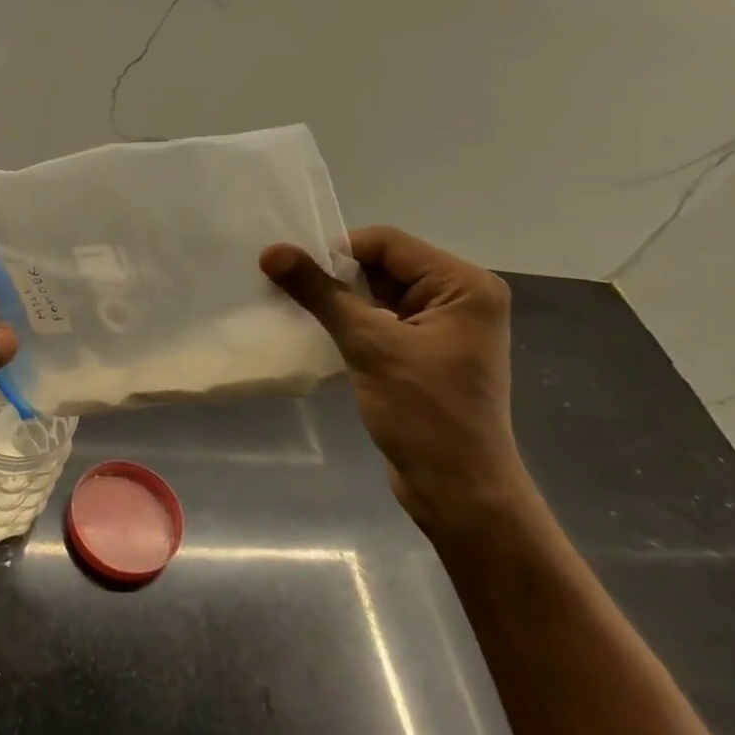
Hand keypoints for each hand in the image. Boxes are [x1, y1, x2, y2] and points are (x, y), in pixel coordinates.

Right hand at [261, 226, 538, 538]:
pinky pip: (380, 323)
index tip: (292, 271)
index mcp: (463, 285)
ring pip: (377, 296)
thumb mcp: (369, 345)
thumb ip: (320, 293)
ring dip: (337, 303)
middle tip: (285, 290)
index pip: (388, 243)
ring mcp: (442, 328)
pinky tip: (316, 335)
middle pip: (383, 267)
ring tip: (293, 311)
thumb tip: (271, 251)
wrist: (458, 490)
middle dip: (335, 278)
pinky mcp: (423, 354)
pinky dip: (348, 325)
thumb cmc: (424, 413)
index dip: (337, 251)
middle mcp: (458, 298)